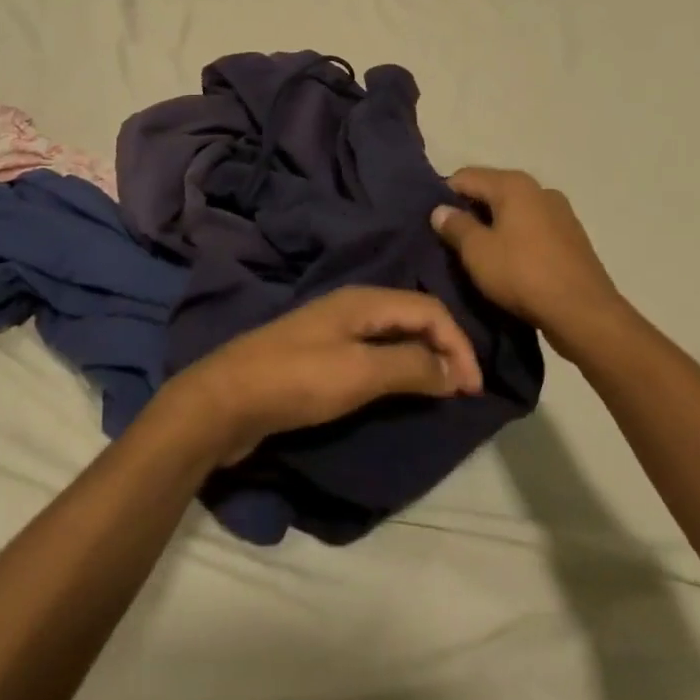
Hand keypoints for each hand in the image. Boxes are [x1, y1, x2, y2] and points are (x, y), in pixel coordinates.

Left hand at [159, 286, 483, 465]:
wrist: (225, 400)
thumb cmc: (297, 380)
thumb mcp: (360, 372)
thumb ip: (411, 366)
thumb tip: (457, 369)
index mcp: (364, 300)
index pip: (429, 309)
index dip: (459, 344)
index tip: (474, 389)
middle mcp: (353, 306)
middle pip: (413, 316)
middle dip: (444, 348)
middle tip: (463, 390)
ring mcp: (334, 330)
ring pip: (394, 335)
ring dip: (423, 358)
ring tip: (441, 391)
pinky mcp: (321, 356)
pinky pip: (374, 354)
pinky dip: (397, 369)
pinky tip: (400, 389)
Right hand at [431, 167, 626, 354]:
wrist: (584, 313)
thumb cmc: (523, 275)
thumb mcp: (477, 252)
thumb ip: (455, 226)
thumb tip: (441, 209)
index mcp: (514, 184)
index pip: (465, 176)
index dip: (443, 196)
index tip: (433, 223)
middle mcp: (539, 189)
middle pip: (492, 191)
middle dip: (470, 212)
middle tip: (451, 242)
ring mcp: (560, 212)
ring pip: (514, 212)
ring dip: (494, 227)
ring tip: (480, 256)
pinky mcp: (572, 238)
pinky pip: (533, 230)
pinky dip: (517, 240)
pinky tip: (510, 264)